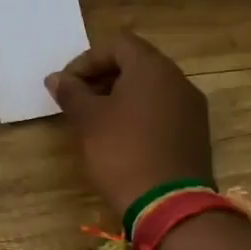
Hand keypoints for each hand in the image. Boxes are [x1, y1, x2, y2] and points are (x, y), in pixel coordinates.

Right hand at [47, 31, 214, 212]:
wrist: (168, 205)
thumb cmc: (122, 152)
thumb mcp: (88, 120)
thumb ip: (71, 92)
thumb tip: (56, 78)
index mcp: (152, 68)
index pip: (117, 44)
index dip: (86, 60)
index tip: (67, 85)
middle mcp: (177, 80)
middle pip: (135, 63)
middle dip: (102, 77)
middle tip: (77, 101)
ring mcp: (191, 108)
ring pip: (150, 88)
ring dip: (119, 96)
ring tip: (94, 121)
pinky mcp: (195, 133)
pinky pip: (162, 110)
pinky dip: (138, 114)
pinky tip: (120, 138)